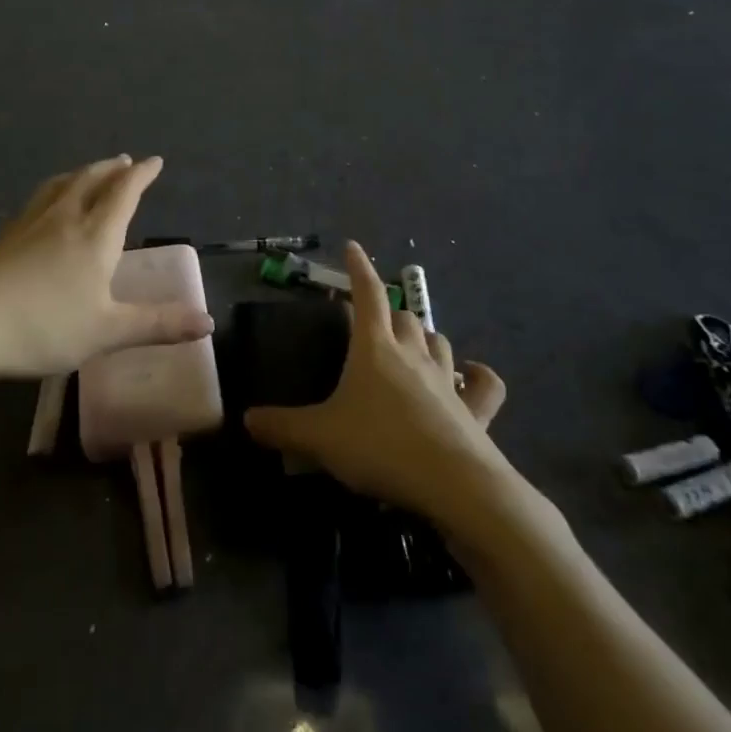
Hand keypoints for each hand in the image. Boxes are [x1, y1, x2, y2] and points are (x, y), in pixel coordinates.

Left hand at [0, 156, 213, 380]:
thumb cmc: (41, 326)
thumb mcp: (106, 332)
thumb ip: (157, 325)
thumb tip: (208, 322)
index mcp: (94, 236)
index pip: (124, 194)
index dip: (142, 176)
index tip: (154, 161)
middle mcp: (63, 220)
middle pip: (90, 181)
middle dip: (111, 169)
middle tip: (124, 161)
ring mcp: (26, 226)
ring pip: (58, 187)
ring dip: (80, 175)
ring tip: (86, 173)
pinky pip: (34, 204)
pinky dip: (51, 195)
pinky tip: (41, 212)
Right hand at [244, 243, 506, 519]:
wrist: (453, 485)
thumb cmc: (380, 447)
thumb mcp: (320, 438)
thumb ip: (283, 427)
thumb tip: (246, 419)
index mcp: (375, 348)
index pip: (367, 294)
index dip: (359, 268)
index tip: (352, 247)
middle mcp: (413, 353)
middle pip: (404, 316)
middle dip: (390, 312)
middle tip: (376, 322)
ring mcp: (448, 379)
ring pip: (438, 341)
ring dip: (424, 338)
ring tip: (413, 346)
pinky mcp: (475, 409)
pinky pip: (483, 384)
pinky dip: (477, 375)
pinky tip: (472, 375)